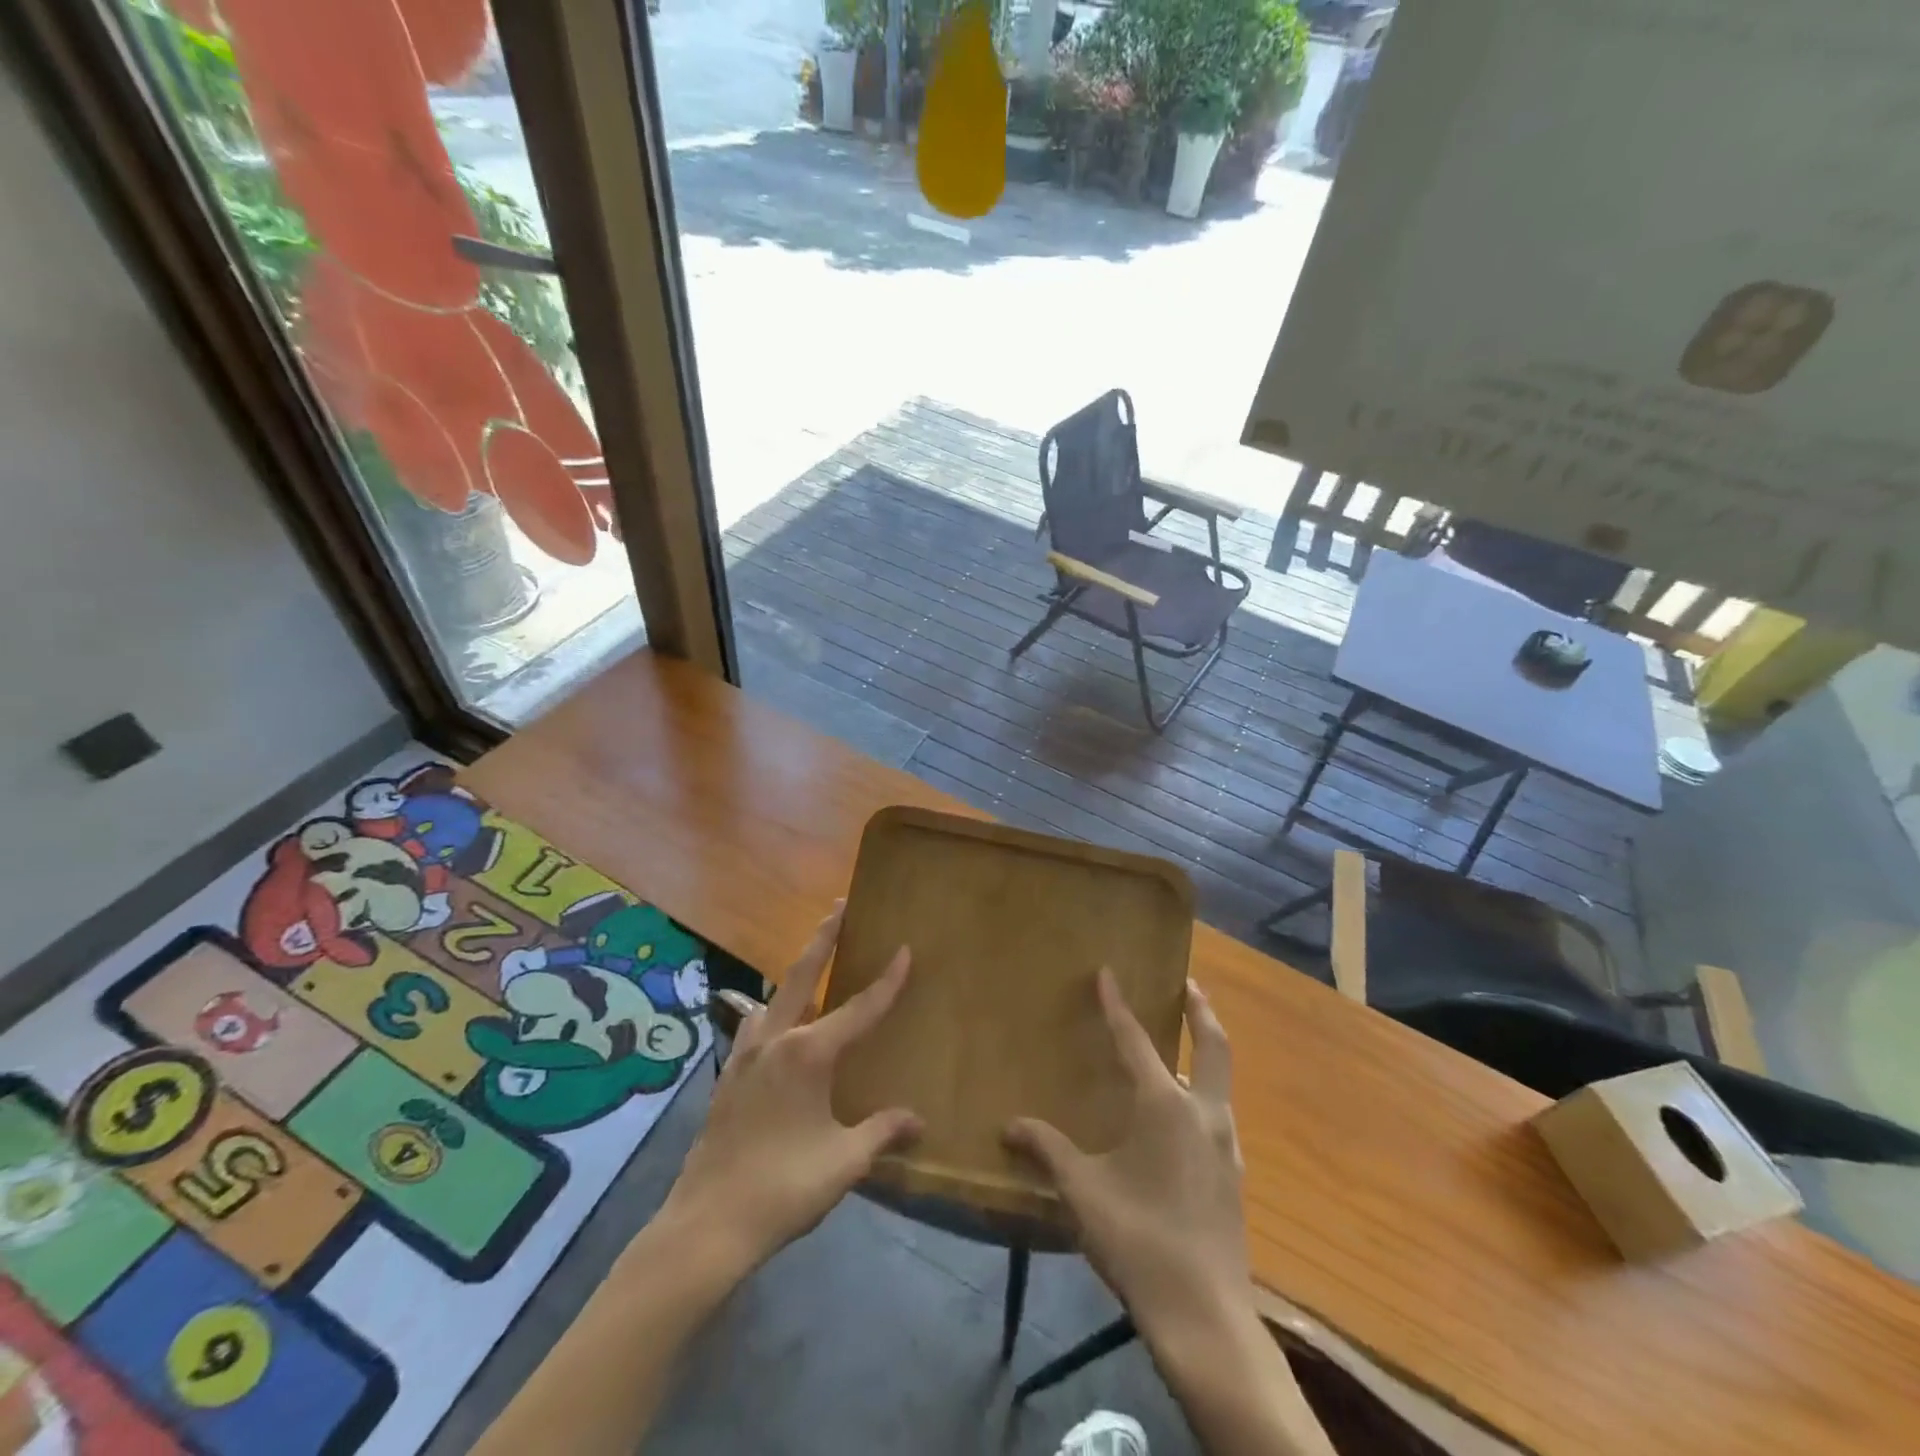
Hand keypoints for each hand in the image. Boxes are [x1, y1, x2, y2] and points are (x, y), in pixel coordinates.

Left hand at [655, 905, 920, 1279]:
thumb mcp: (844, 1162)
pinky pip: (755, 1026)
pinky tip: (776, 1026)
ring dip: (796, 974)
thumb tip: (919, 1121)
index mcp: (808, 1053)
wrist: (706, 1225)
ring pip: (775, 998)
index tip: (905, 949)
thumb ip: (883, 1132)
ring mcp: (745, 1055)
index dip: (887, 980)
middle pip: (803, 975)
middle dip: (824, 938)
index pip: (860, 1008)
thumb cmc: (782, 1188)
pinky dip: (773, 1011)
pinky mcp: (728, 1075)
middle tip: (840, 906)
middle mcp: (775, 1040)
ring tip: (813, 963)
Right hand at [1005, 971, 1249, 1342]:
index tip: (1108, 973)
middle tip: (1187, 984)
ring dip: (1206, 1051)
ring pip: (1221, 1081)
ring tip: (1182, 1044)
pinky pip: (1219, 1114)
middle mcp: (1204, 1113)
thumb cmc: (1139, 1239)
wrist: (1205, 1317)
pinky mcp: (1233, 1175)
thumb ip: (1047, 1151)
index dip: (1117, 1005)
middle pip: (1213, 1045)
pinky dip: (1205, 1092)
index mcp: (1166, 1106)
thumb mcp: (1083, 1191)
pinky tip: (1183, 1114)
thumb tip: (1009, 1125)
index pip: (1136, 1041)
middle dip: (1200, 1010)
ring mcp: (1226, 1145)